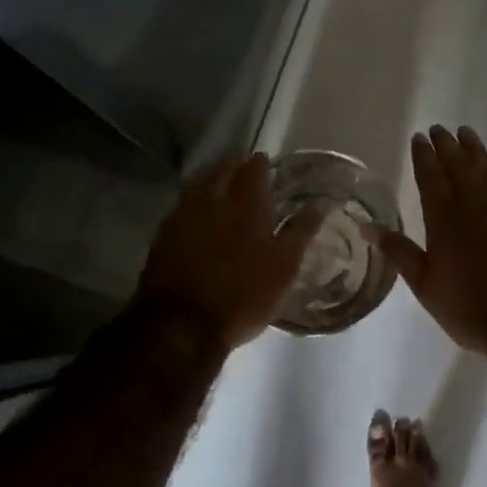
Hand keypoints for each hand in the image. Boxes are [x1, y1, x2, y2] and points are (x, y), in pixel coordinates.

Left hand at [134, 154, 324, 350]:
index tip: (265, 162)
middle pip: (222, 171)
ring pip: (199, 184)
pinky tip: (198, 212)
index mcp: (246, 203)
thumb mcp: (284, 266)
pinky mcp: (163, 234)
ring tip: (222, 185)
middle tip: (244, 169)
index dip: (259, 163)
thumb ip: (301, 230)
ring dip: (212, 179)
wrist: (181, 324)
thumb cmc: (243, 295)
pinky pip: (182, 205)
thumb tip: (322, 201)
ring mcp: (183, 215)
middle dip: (234, 166)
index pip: (253, 169)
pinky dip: (194, 201)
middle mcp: (213, 200)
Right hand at [366, 127, 486, 356]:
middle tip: (439, 129)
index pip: (430, 176)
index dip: (423, 155)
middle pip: (459, 164)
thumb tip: (365, 226)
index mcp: (445, 218)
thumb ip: (398, 251)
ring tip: (467, 134)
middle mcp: (476, 203)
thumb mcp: (425, 285)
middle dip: (447, 145)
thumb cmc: (471, 308)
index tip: (419, 137)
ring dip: (475, 150)